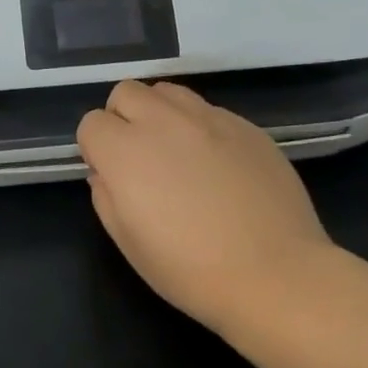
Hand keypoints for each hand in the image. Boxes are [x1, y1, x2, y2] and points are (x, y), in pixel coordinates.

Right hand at [76, 81, 339, 336]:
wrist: (276, 275)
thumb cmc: (190, 270)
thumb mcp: (128, 242)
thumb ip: (105, 196)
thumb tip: (106, 173)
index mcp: (125, 151)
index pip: (91, 123)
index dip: (95, 148)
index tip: (110, 174)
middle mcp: (163, 122)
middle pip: (126, 92)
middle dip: (122, 118)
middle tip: (138, 156)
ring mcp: (209, 118)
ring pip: (167, 92)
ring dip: (159, 113)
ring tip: (175, 151)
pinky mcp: (246, 126)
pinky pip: (208, 110)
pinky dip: (199, 127)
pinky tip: (216, 164)